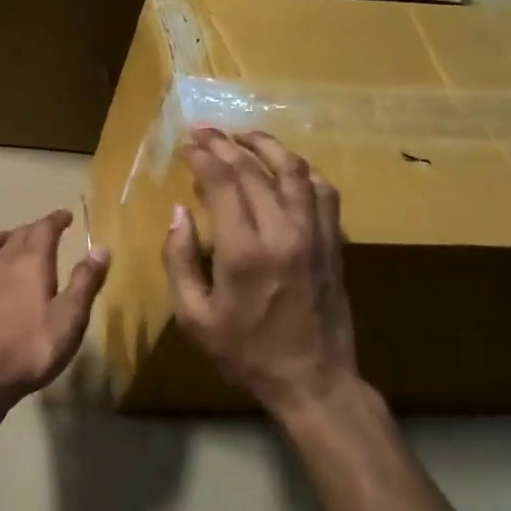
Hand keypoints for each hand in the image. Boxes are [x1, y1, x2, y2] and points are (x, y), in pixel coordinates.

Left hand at [0, 209, 109, 410]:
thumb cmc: (32, 348)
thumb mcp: (71, 318)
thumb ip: (86, 282)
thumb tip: (100, 249)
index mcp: (31, 262)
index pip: (44, 228)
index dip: (56, 219)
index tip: (66, 216)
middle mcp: (1, 262)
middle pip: (17, 234)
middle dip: (34, 229)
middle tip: (47, 233)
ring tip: (9, 246)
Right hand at [162, 127, 360, 420]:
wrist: (313, 380)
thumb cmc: (246, 352)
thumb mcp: (195, 317)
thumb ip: (180, 260)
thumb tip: (178, 213)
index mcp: (244, 251)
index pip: (222, 182)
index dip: (202, 156)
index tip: (186, 143)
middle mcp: (282, 232)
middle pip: (253, 170)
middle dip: (225, 144)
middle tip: (204, 131)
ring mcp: (314, 234)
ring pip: (293, 171)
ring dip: (266, 146)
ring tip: (242, 135)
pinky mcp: (333, 242)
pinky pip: (322, 192)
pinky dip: (302, 170)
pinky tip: (286, 166)